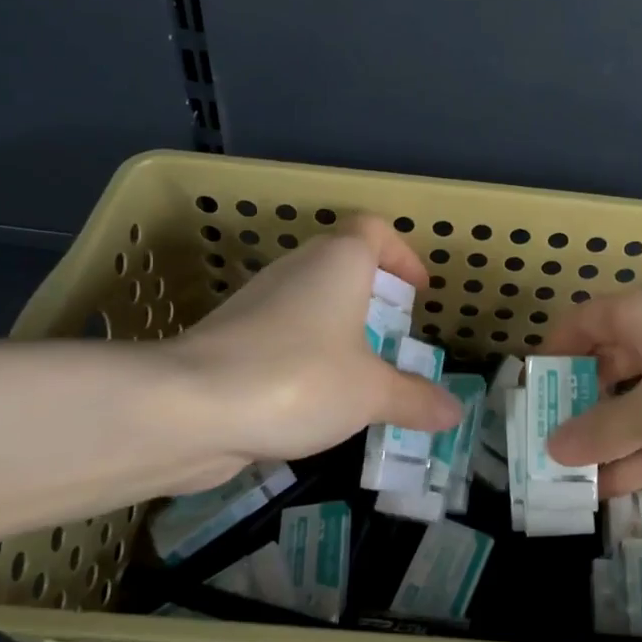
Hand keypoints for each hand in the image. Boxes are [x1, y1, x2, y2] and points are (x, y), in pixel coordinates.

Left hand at [166, 214, 462, 481]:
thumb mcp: (370, 393)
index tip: (417, 293)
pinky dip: (305, 360)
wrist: (187, 407)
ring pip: (309, 305)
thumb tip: (454, 411)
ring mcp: (257, 304)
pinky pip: (281, 339)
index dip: (402, 254)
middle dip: (372, 300)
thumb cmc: (298, 379)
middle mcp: (295, 271)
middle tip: (394, 340)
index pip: (374, 230)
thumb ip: (414, 399)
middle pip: (341, 266)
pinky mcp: (230, 340)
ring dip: (337, 333)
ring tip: (360, 378)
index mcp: (337, 263)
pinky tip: (314, 404)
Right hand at [541, 287, 641, 495]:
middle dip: (578, 405)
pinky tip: (611, 492)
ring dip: (608, 442)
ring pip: (640, 409)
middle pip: (609, 367)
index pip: (586, 321)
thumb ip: (606, 428)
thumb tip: (553, 445)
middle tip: (542, 446)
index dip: (554, 350)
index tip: (530, 391)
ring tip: (567, 480)